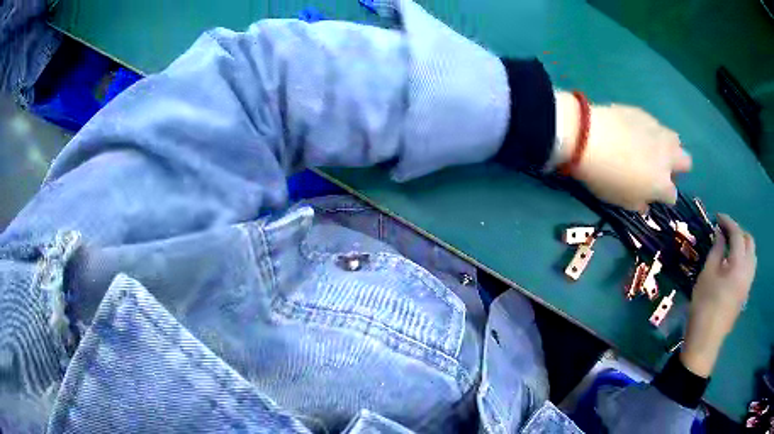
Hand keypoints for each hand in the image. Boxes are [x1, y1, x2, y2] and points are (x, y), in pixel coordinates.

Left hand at [555, 94, 691, 210]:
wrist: (588, 138)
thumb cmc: (605, 178)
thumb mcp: (621, 201)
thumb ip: (638, 204)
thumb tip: (646, 204)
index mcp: (662, 184)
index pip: (673, 196)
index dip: (664, 196)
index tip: (653, 193)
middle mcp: (668, 157)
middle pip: (685, 161)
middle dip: (677, 166)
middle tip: (659, 168)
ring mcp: (658, 131)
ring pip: (675, 139)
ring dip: (668, 145)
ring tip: (650, 147)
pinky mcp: (645, 113)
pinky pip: (655, 124)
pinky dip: (650, 130)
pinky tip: (634, 131)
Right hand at [681, 214, 756, 377]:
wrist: (706, 340)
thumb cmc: (704, 306)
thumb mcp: (707, 275)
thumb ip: (716, 251)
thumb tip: (720, 234)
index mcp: (739, 264)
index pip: (737, 234)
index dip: (728, 222)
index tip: (717, 217)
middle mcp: (748, 271)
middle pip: (749, 242)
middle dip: (738, 232)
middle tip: (725, 233)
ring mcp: (748, 283)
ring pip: (752, 255)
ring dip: (743, 245)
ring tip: (731, 246)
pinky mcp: (745, 293)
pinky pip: (750, 267)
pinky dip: (744, 258)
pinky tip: (734, 264)